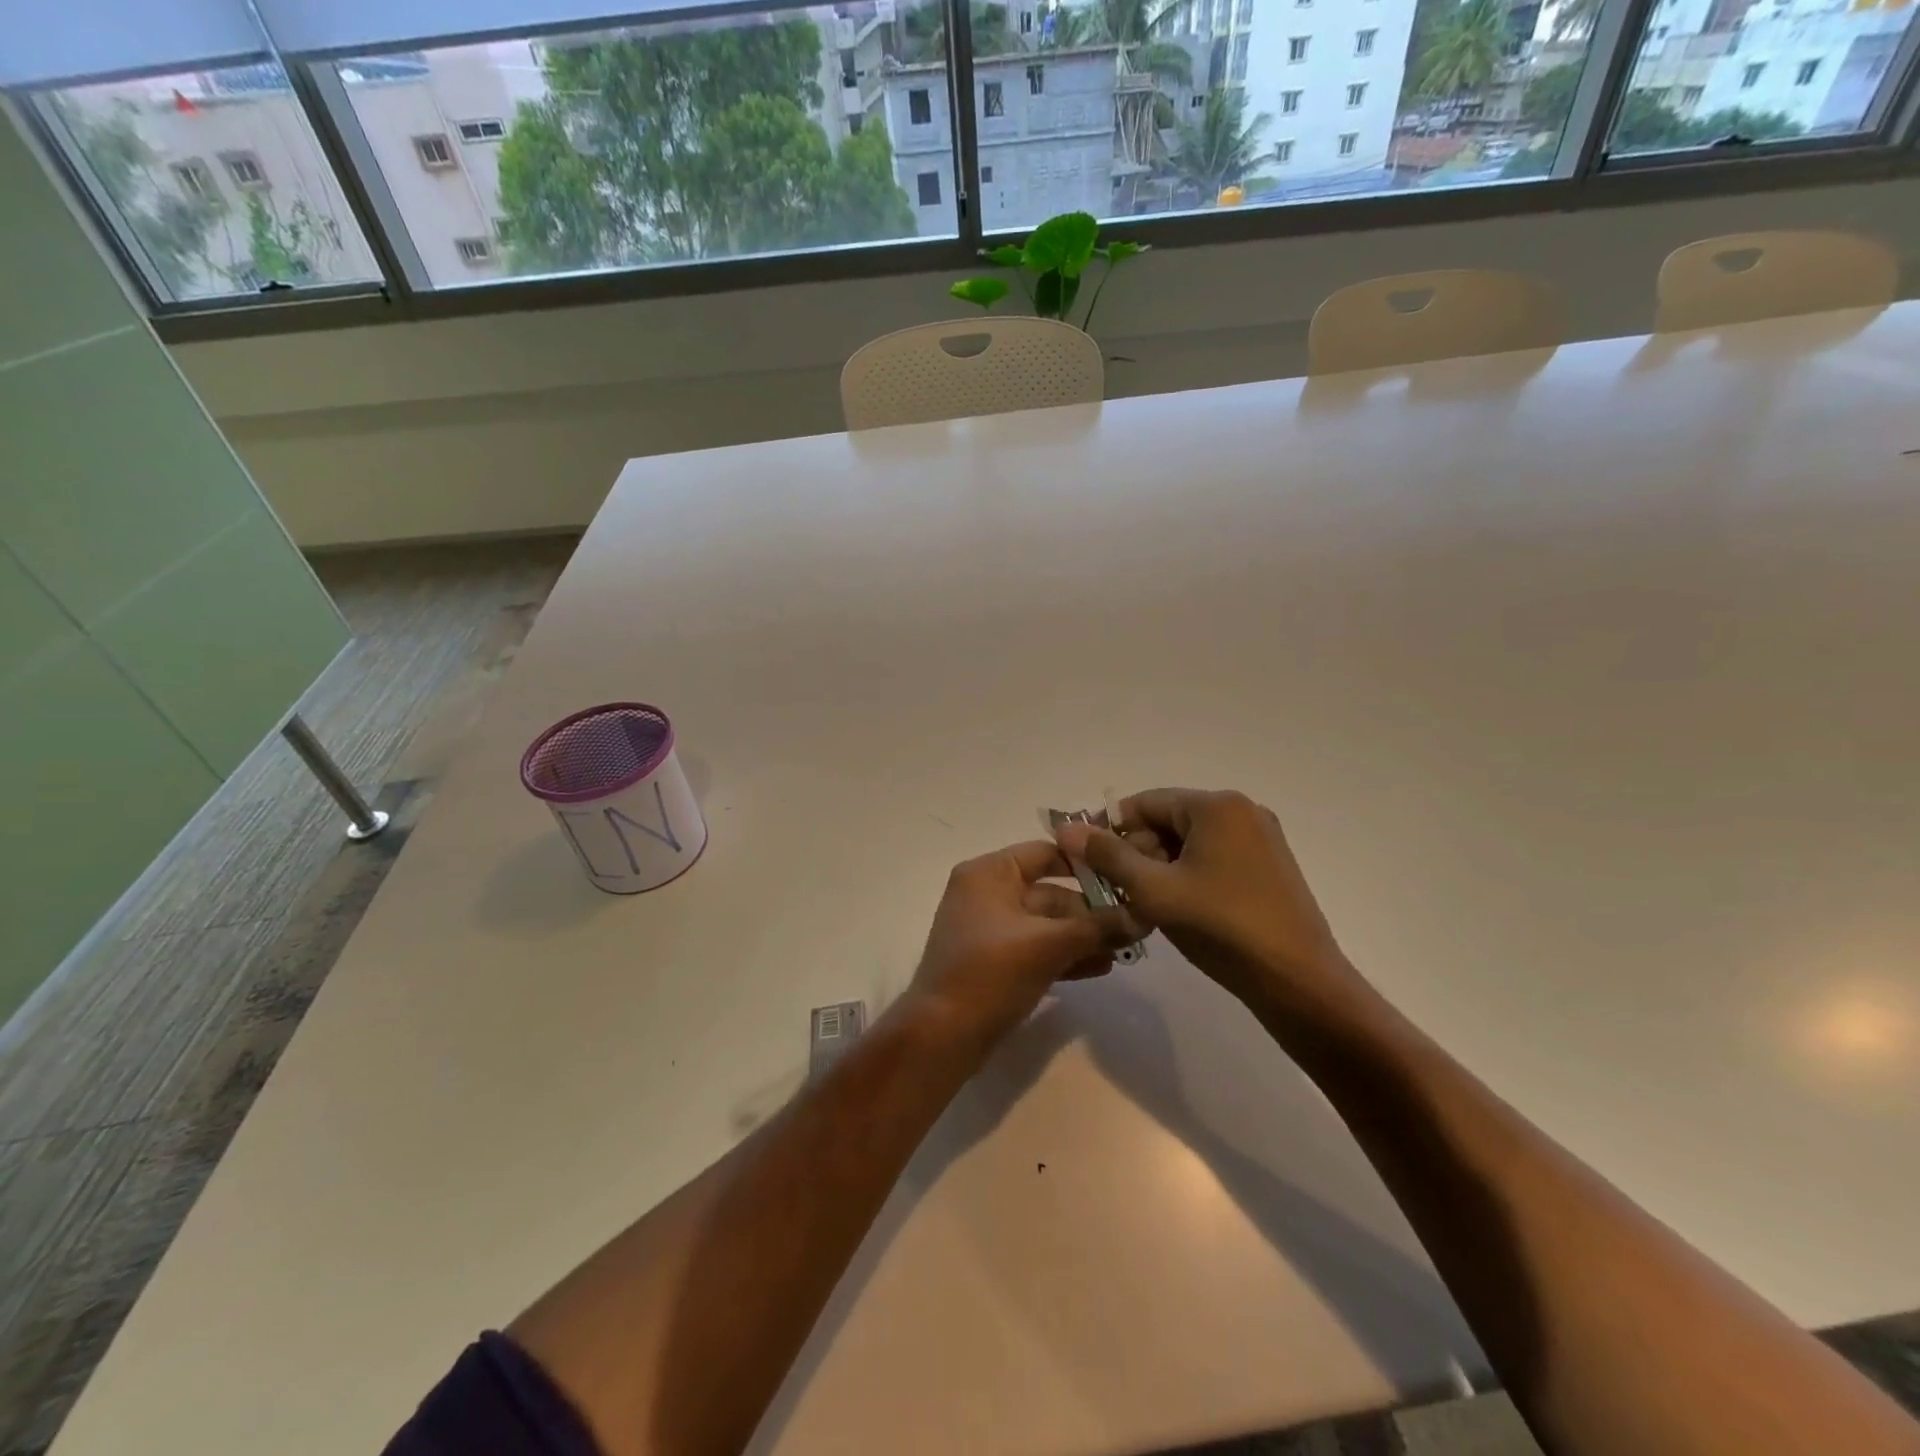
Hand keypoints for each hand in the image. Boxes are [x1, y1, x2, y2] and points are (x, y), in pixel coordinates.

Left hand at [906, 840, 1139, 1043]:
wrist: (943, 1034)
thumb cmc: (991, 972)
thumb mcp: (1048, 944)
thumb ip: (1096, 927)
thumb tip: (1143, 916)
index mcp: (989, 873)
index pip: (1045, 852)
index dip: (1085, 863)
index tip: (1125, 876)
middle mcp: (986, 893)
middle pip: (1049, 891)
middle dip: (1091, 910)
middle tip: (1134, 924)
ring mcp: (989, 929)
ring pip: (1045, 923)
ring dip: (1083, 936)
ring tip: (1125, 949)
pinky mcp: (994, 961)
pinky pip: (1036, 947)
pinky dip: (1064, 954)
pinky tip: (1101, 967)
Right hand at [1054, 789, 1365, 1016]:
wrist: (1298, 982)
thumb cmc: (1221, 928)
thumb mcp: (1154, 891)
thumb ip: (1108, 856)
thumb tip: (1066, 828)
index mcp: (1216, 806)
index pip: (1145, 802)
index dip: (1110, 829)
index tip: (1087, 860)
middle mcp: (1242, 811)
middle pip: (1169, 820)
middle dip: (1137, 851)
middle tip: (1118, 891)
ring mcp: (1261, 838)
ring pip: (1190, 842)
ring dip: (1160, 867)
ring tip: (1146, 905)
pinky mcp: (1270, 866)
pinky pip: (1215, 857)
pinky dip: (1188, 875)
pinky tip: (1180, 909)